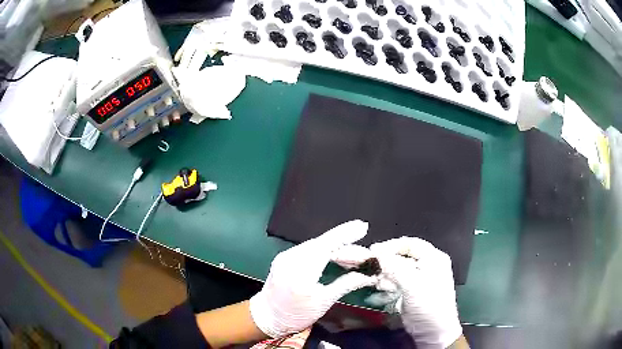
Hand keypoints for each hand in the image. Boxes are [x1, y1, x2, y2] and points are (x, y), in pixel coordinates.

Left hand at [250, 220, 377, 337]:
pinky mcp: (284, 257)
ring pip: (315, 245)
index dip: (345, 235)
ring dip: (336, 248)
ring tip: (355, 256)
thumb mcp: (324, 302)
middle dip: (345, 245)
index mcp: (300, 273)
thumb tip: (368, 275)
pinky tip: (336, 256)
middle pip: (322, 244)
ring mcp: (285, 256)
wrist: (268, 317)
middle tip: (365, 253)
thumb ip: (346, 284)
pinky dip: (324, 251)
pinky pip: (308, 249)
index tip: (363, 227)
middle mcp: (290, 259)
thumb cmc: (297, 315)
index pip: (325, 246)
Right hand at [370, 237, 461, 348]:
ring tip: (375, 280)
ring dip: (385, 273)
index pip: (409, 243)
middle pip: (403, 255)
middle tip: (370, 267)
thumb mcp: (413, 285)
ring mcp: (420, 278)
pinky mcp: (412, 291)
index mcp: (433, 258)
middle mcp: (428, 265)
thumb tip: (376, 253)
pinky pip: (397, 281)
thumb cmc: (428, 305)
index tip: (372, 252)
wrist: (434, 331)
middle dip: (386, 261)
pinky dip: (387, 283)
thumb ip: (394, 267)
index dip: (390, 245)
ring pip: (398, 269)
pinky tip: (380, 288)